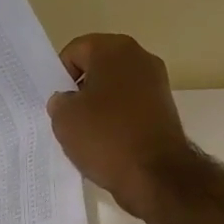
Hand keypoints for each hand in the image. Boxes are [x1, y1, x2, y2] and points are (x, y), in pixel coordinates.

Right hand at [47, 34, 195, 217]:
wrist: (156, 175)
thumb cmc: (105, 137)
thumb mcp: (64, 119)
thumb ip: (59, 101)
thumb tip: (68, 100)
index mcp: (114, 49)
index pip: (74, 52)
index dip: (60, 77)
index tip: (58, 104)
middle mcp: (140, 57)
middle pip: (98, 69)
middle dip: (81, 91)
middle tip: (69, 119)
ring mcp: (157, 84)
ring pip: (115, 90)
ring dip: (100, 108)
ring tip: (89, 136)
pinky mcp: (165, 110)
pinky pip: (131, 108)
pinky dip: (118, 121)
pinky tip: (109, 144)